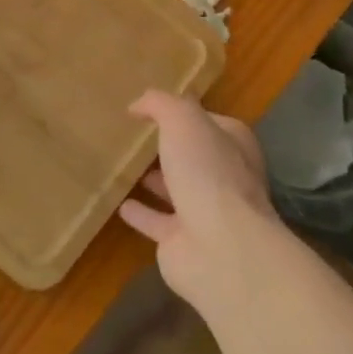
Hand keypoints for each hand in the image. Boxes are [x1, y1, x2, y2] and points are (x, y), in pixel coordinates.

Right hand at [120, 90, 283, 314]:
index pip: (209, 122)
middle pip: (193, 157)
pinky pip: (156, 222)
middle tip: (136, 137)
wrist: (220, 249)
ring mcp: (205, 213)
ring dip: (155, 181)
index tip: (152, 109)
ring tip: (125, 167)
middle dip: (170, 149)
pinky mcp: (183, 243)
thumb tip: (137, 105)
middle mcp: (224, 178)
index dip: (184, 114)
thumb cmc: (207, 173)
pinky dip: (141, 214)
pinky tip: (119, 204)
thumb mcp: (183, 120)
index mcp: (232, 146)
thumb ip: (160, 104)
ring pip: (176, 190)